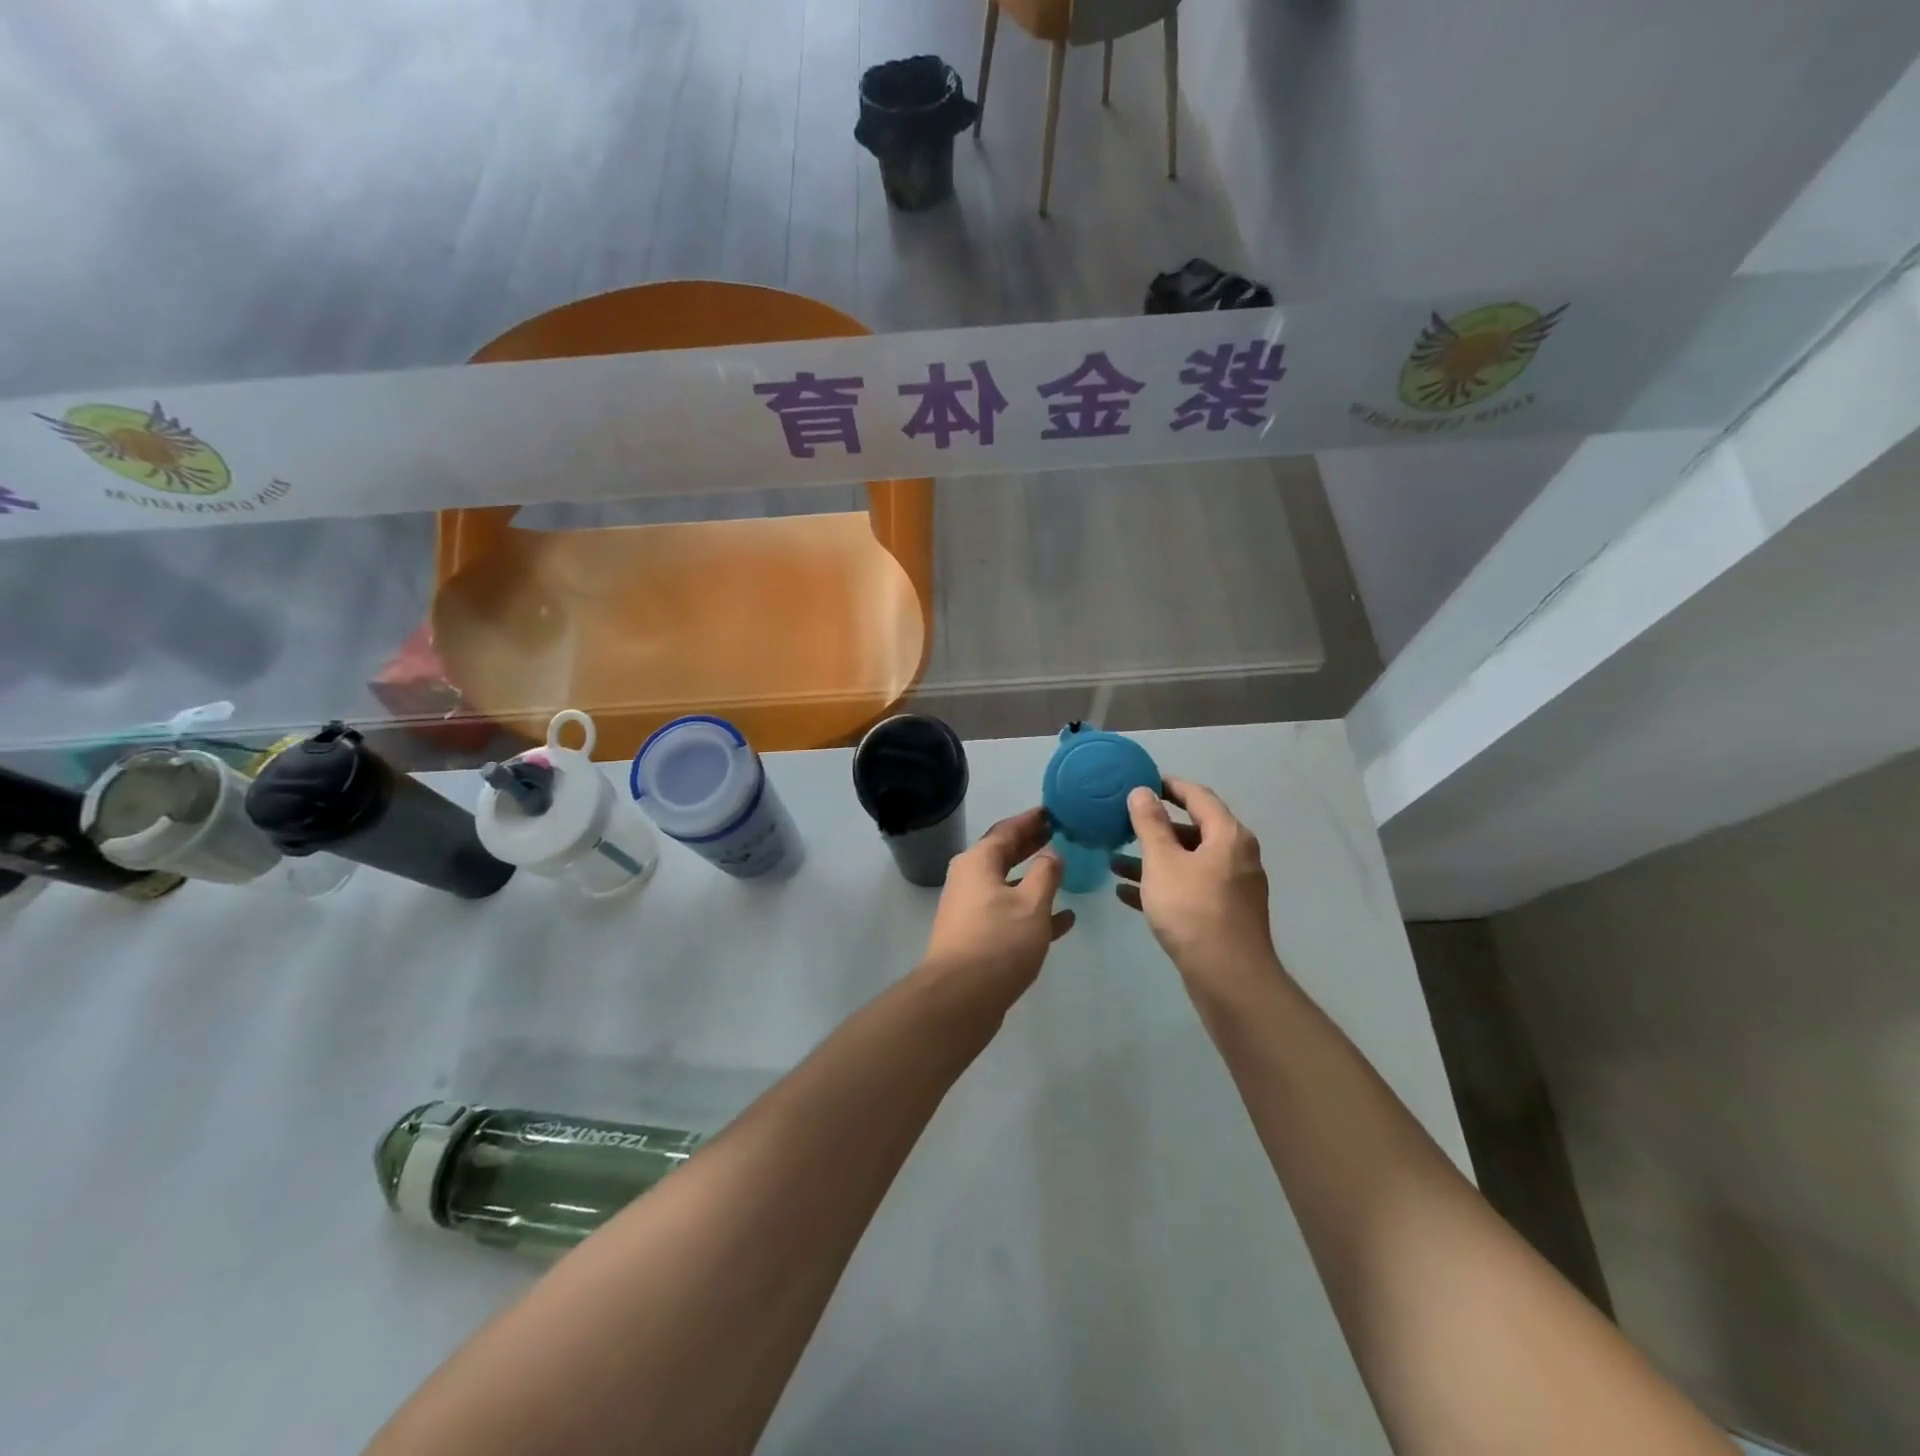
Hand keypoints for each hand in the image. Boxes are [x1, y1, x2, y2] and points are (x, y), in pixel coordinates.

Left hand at [919, 807, 1074, 1010]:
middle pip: (1004, 854)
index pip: (1007, 829)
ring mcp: (971, 909)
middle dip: (1032, 845)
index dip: (1031, 820)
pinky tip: (1064, 919)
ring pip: (1008, 885)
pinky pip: (1009, 914)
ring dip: (1034, 878)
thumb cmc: (998, 941)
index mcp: (978, 862)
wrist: (960, 997)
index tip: (1054, 811)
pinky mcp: (976, 936)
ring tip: (1065, 871)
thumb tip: (1051, 853)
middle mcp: (969, 879)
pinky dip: (1032, 911)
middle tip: (1060, 834)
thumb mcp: (1031, 903)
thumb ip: (1045, 873)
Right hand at [1112, 777, 1277, 994]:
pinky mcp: (1223, 915)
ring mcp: (1232, 888)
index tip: (1141, 781)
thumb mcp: (1163, 861)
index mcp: (1228, 836)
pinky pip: (1188, 889)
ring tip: (1114, 861)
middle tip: (1122, 822)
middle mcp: (1236, 856)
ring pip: (1187, 863)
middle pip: (1192, 830)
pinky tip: (1126, 893)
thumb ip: (1150, 824)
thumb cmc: (1193, 909)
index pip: (1198, 796)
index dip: (1169, 785)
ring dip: (1152, 860)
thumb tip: (1142, 792)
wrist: (1228, 978)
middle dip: (1155, 827)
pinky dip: (1161, 885)